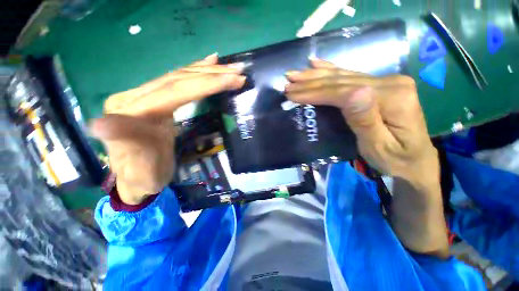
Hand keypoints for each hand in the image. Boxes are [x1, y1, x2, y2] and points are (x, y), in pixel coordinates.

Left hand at [91, 53, 245, 204]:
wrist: (138, 177)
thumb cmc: (141, 175)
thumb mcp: (136, 167)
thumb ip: (123, 144)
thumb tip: (100, 125)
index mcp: (132, 111)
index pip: (175, 90)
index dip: (205, 84)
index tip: (232, 79)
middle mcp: (136, 97)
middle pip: (179, 78)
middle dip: (212, 74)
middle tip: (238, 72)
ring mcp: (146, 96)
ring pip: (180, 76)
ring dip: (208, 70)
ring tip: (230, 66)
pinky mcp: (156, 100)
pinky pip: (179, 81)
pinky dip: (196, 71)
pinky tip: (209, 64)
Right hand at [284, 58, 438, 184]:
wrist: (415, 160)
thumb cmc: (395, 159)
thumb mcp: (379, 147)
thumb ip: (366, 120)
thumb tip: (353, 92)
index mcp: (392, 98)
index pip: (343, 92)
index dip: (316, 93)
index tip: (293, 94)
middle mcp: (390, 83)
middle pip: (341, 81)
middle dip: (311, 82)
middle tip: (288, 81)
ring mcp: (386, 82)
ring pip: (343, 76)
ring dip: (316, 75)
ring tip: (296, 74)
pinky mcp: (380, 85)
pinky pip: (350, 75)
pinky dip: (331, 70)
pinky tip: (318, 64)